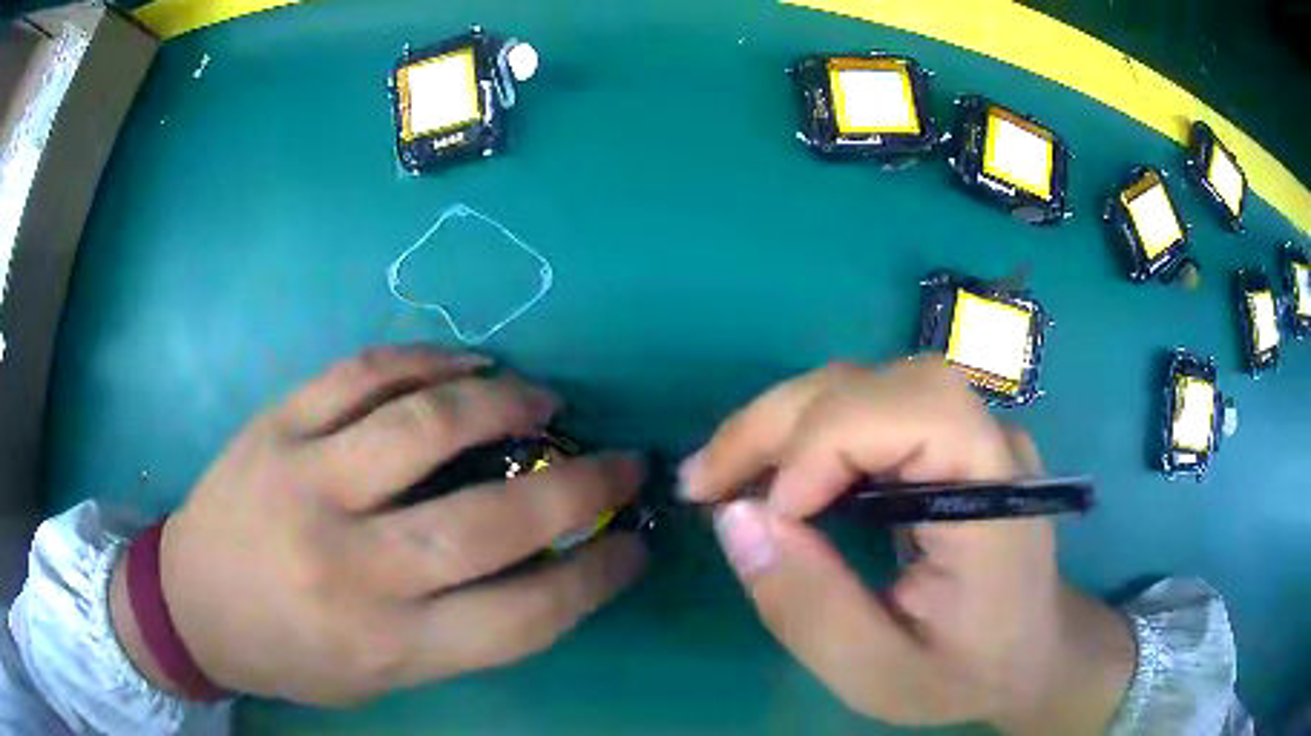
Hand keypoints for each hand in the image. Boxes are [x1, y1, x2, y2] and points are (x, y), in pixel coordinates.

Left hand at [111, 346, 646, 704]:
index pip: (523, 616)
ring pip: (424, 427)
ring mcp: (305, 483)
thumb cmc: (291, 655)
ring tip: (545, 399)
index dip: (597, 578)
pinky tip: (468, 363)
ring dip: (505, 403)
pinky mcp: (276, 426)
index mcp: (385, 644)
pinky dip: (428, 360)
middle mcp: (350, 568)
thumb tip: (540, 563)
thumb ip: (458, 627)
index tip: (634, 545)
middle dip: (580, 487)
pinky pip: (361, 373)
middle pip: (488, 523)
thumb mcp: (382, 675)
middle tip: (622, 462)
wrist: (192, 603)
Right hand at [680, 359, 1133, 733]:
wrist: (1027, 652)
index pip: (918, 411)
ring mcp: (969, 431)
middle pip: (879, 382)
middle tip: (703, 480)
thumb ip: (810, 607)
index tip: (769, 516)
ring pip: (865, 383)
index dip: (827, 444)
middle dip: (780, 422)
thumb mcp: (879, 673)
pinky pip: (867, 408)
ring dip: (784, 421)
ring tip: (726, 475)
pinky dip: (805, 432)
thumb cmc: (964, 672)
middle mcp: (988, 440)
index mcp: (995, 498)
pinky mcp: (946, 438)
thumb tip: (735, 518)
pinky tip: (773, 473)